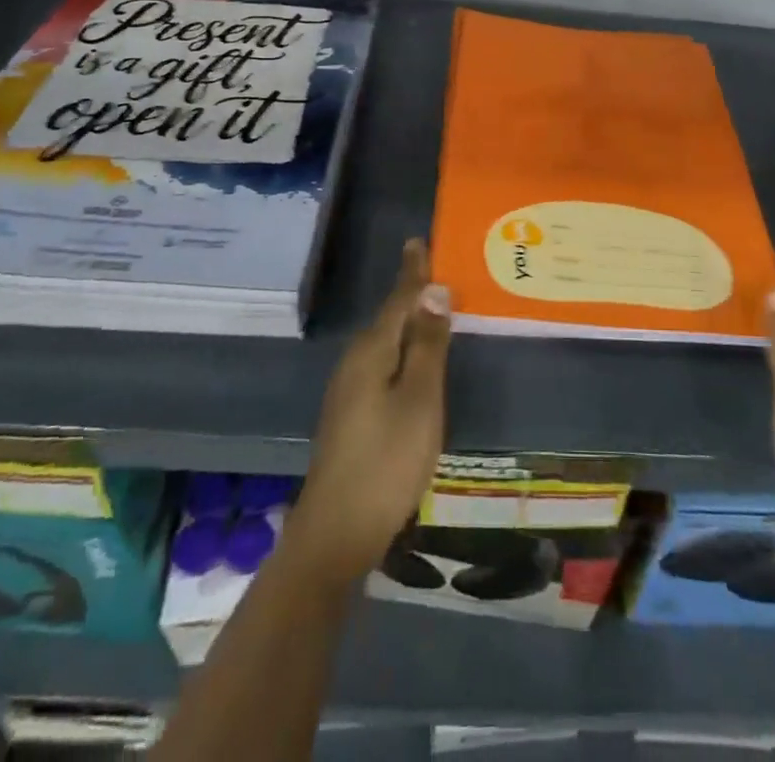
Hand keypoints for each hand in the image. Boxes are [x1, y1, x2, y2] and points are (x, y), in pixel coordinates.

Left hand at [286, 239, 451, 586]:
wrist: (336, 533)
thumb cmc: (386, 461)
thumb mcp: (419, 399)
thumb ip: (427, 344)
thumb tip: (434, 290)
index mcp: (372, 352)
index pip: (399, 299)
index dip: (414, 271)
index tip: (419, 241)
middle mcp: (356, 362)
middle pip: (390, 317)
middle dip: (413, 292)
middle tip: (438, 268)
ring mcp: (350, 390)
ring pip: (386, 341)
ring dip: (409, 321)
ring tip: (433, 306)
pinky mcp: (352, 413)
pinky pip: (383, 363)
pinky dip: (403, 349)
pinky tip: (415, 359)